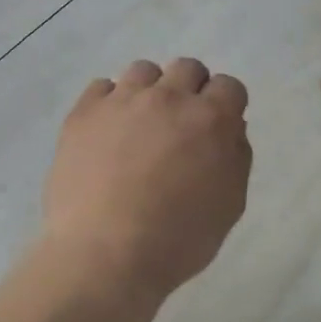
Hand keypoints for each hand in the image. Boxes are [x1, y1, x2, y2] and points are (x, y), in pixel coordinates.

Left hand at [41, 58, 251, 301]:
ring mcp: (122, 100)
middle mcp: (168, 98)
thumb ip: (236, 157)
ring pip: (143, 71)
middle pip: (187, 68)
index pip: (229, 86)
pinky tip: (106, 131)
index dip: (224, 105)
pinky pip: (102, 87)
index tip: (215, 128)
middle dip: (190, 90)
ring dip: (149, 91)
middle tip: (178, 126)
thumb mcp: (229, 204)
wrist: (105, 253)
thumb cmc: (177, 239)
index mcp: (210, 119)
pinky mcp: (84, 112)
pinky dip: (109, 102)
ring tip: (139, 125)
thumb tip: (230, 128)